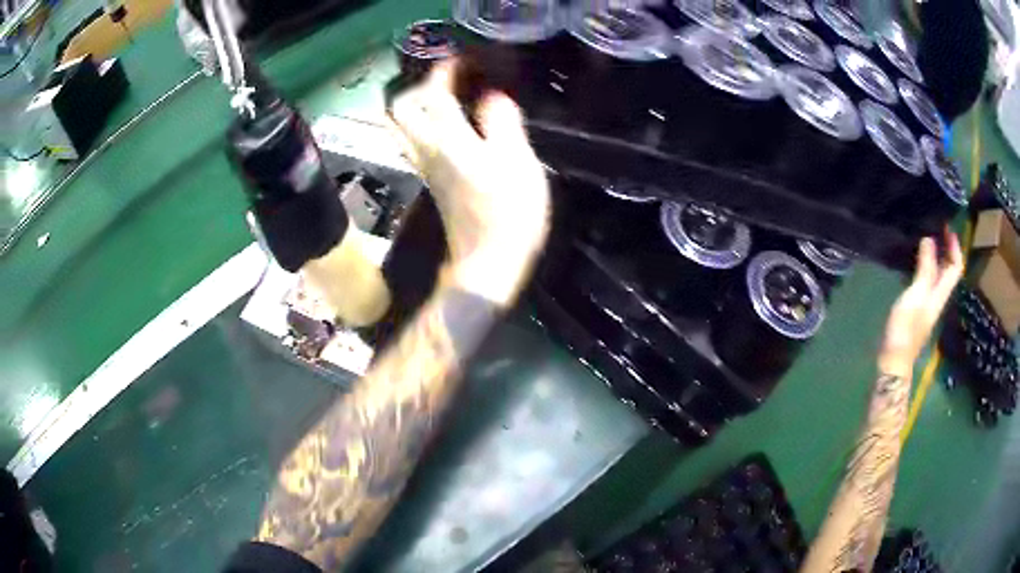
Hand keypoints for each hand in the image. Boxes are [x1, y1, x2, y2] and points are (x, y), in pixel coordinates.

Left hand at [390, 61, 550, 306]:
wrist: (488, 266)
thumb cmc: (509, 214)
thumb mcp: (518, 161)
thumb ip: (502, 120)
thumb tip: (492, 95)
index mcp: (447, 139)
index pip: (432, 91)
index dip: (446, 68)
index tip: (465, 58)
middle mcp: (426, 149)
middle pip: (401, 108)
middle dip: (422, 85)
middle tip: (453, 79)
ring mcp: (424, 167)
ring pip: (403, 126)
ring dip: (420, 105)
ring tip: (452, 97)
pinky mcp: (432, 181)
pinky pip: (416, 141)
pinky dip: (427, 123)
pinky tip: (455, 124)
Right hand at [878, 229, 964, 377]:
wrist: (895, 359)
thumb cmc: (906, 327)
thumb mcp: (916, 294)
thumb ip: (925, 268)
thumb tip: (930, 238)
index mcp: (941, 292)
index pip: (956, 266)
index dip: (955, 246)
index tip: (946, 226)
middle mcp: (938, 295)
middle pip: (949, 269)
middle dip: (946, 247)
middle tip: (936, 227)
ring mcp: (928, 301)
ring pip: (938, 273)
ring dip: (935, 255)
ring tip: (924, 237)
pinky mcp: (917, 305)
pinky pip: (926, 279)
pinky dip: (924, 265)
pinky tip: (914, 259)